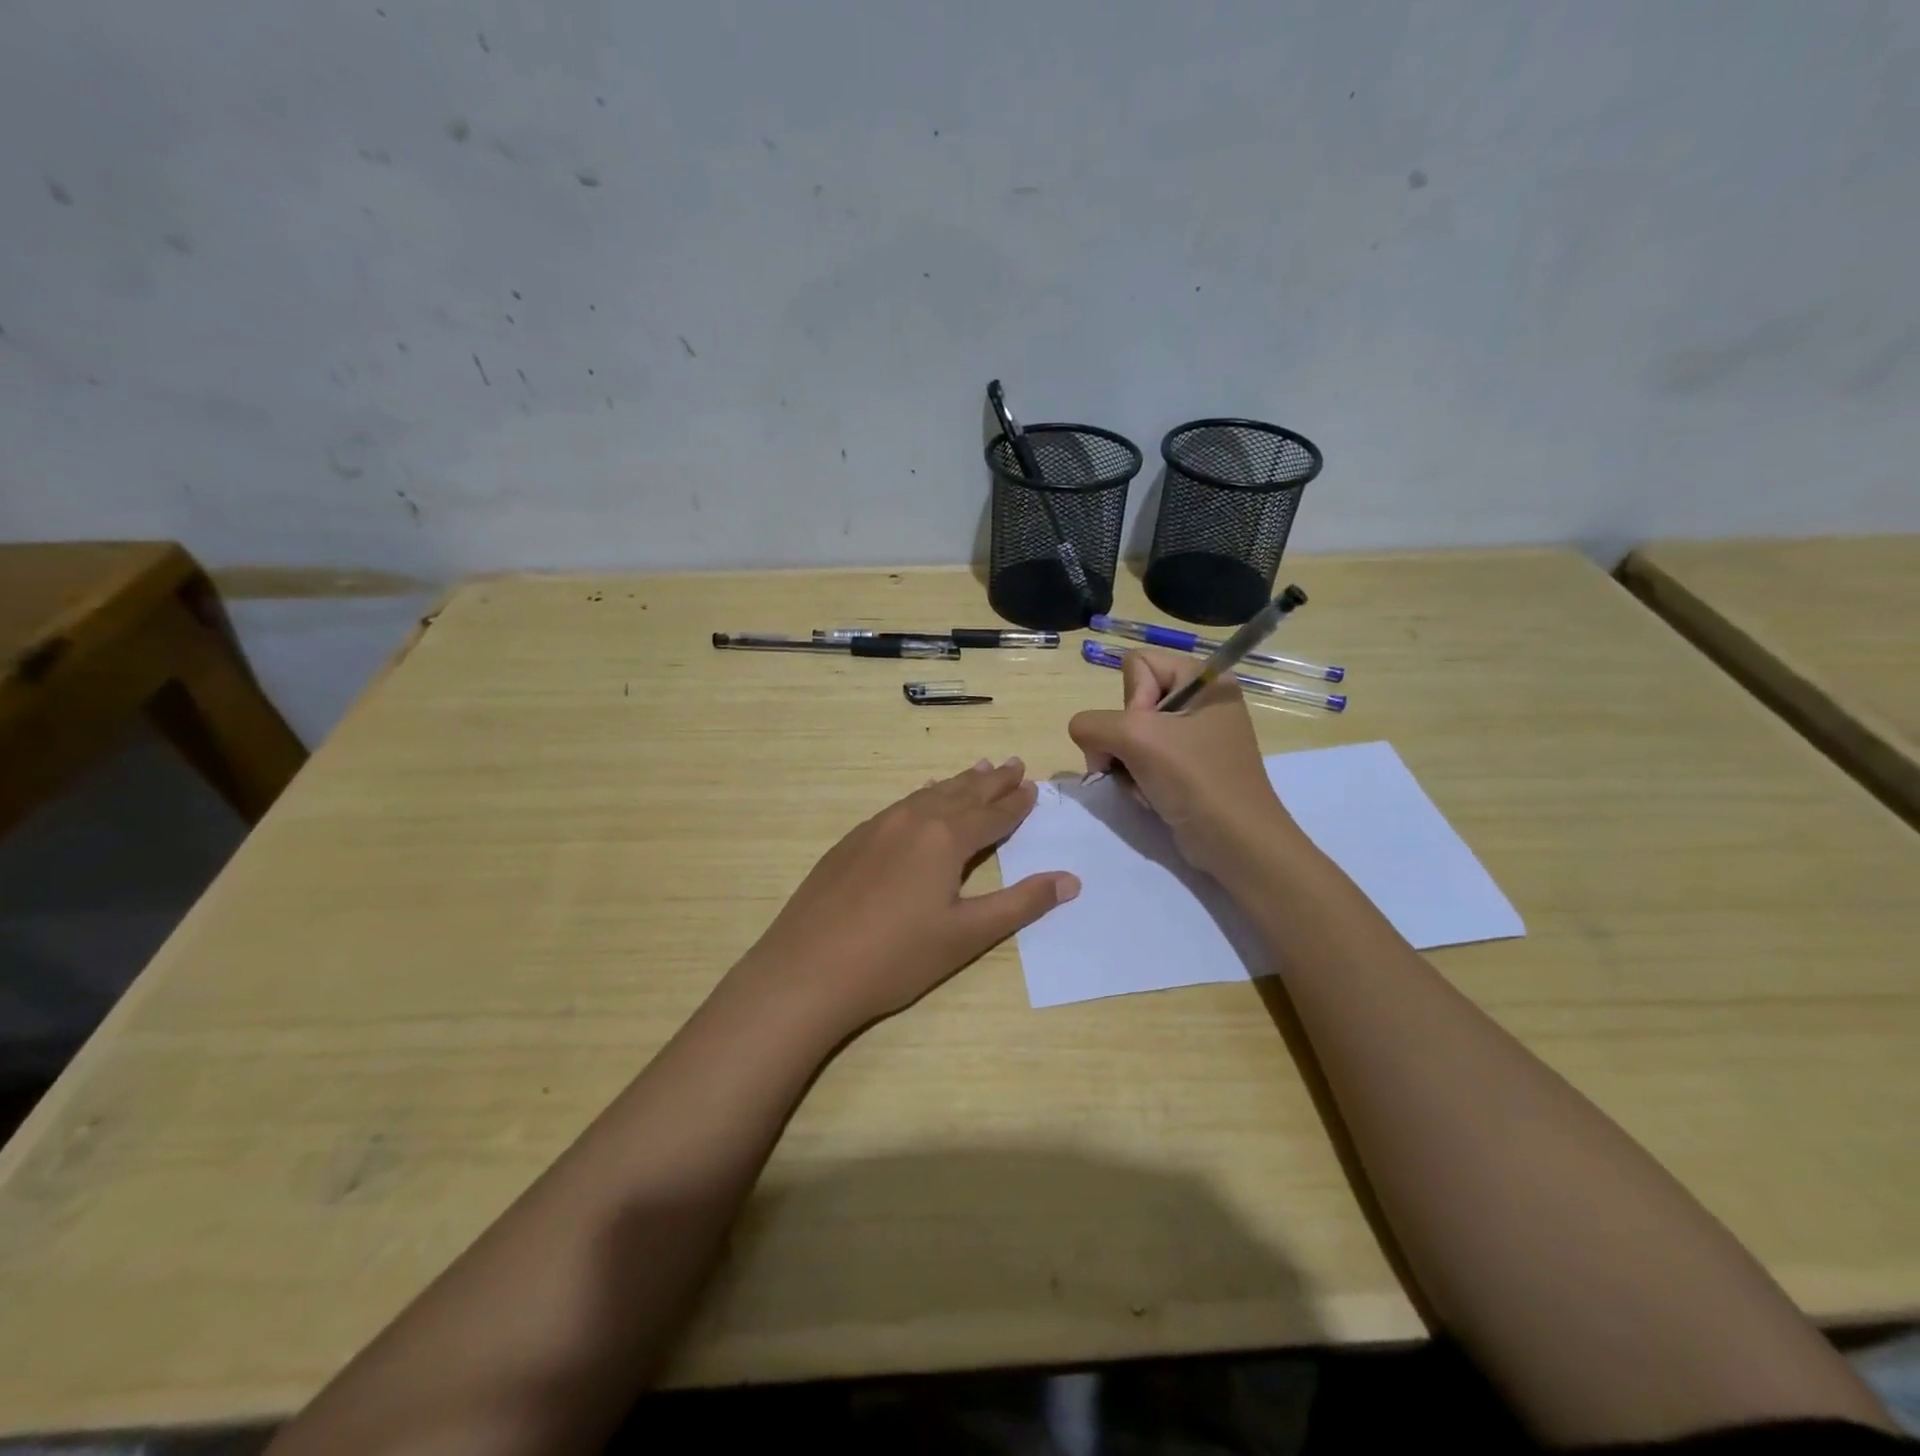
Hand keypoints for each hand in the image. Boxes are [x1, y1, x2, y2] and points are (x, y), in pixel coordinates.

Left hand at [733, 758, 1078, 1031]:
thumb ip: (1020, 904)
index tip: (1033, 786)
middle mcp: (913, 820)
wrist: (806, 970)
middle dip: (991, 781)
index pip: (992, 814)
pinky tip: (921, 799)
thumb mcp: (966, 935)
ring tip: (977, 769)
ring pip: (928, 795)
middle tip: (1013, 764)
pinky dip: (922, 797)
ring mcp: (877, 827)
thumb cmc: (896, 957)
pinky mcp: (851, 841)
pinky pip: (899, 806)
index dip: (1016, 802)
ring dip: (957, 783)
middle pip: (961, 794)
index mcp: (945, 838)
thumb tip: (1070, 879)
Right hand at [1068, 650, 1295, 876]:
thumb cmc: (1195, 779)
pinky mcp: (1187, 767)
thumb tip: (1084, 735)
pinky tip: (1150, 797)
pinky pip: (1142, 760)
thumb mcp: (1136, 739)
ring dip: (1126, 764)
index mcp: (1204, 679)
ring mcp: (1194, 737)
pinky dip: (1137, 780)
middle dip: (1123, 740)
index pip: (1137, 664)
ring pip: (1130, 736)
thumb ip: (1092, 724)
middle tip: (1139, 763)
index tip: (1147, 733)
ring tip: (1145, 786)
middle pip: (1130, 703)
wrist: (1235, 844)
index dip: (1131, 700)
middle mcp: (1200, 702)